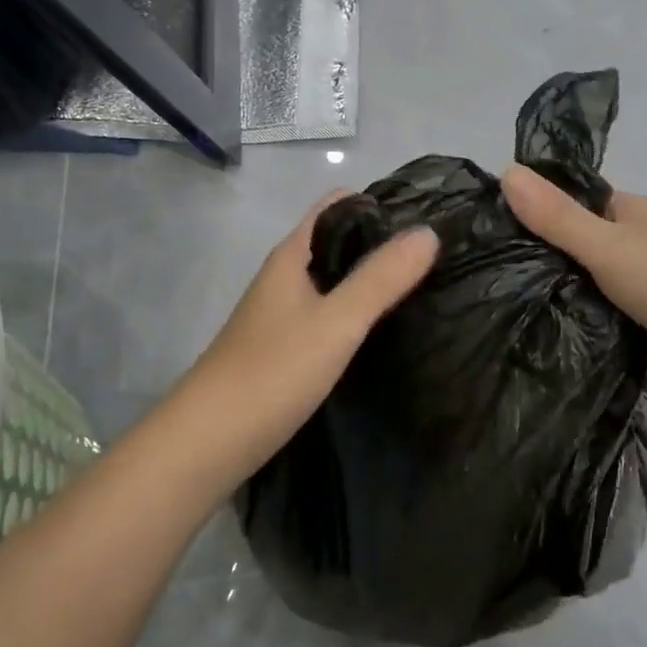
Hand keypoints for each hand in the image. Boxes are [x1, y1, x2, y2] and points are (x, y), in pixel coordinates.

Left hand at [170, 191, 438, 483]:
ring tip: (424, 288)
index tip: (428, 215)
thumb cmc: (272, 371)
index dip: (380, 203)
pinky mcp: (285, 348)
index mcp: (291, 256)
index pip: (338, 206)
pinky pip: (329, 314)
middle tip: (438, 256)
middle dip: (383, 243)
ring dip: (372, 279)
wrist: (208, 443)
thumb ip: (381, 278)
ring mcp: (282, 314)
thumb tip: (428, 231)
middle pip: (338, 242)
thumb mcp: (337, 321)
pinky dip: (357, 313)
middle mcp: (285, 277)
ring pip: (334, 280)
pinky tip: (384, 330)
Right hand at [501, 164, 646, 428]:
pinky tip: (509, 331)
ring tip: (476, 299)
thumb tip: (506, 170)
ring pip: (569, 289)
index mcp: (630, 216)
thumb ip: (557, 216)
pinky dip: (555, 328)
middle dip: (528, 258)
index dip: (530, 208)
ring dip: (540, 296)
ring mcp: (624, 297)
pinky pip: (578, 326)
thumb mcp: (611, 244)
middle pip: (565, 249)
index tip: (480, 221)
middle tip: (468, 266)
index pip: (569, 203)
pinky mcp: (620, 338)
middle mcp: (626, 251)